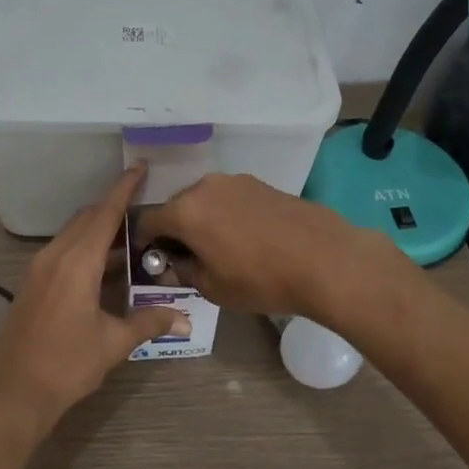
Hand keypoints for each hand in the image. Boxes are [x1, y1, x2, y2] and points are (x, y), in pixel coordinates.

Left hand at [0, 164, 188, 438]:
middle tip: (144, 210)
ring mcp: (38, 268)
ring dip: (98, 229)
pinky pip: (61, 250)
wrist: (13, 393)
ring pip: (72, 234)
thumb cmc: (66, 365)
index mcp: (77, 263)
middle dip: (113, 208)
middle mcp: (55, 256)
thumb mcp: (113, 343)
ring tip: (129, 239)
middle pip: (87, 218)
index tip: (139, 166)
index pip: (105, 214)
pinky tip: (102, 267)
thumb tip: (183, 318)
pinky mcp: (31, 282)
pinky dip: (84, 246)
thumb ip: (148, 323)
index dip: (124, 188)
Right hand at [137, 173, 402, 321]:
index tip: (149, 259)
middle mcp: (204, 187)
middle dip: (174, 230)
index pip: (147, 222)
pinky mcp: (260, 183)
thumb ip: (184, 272)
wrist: (325, 259)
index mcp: (185, 211)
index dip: (142, 242)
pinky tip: (245, 238)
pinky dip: (226, 215)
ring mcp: (235, 181)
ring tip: (219, 248)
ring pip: (204, 201)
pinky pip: (229, 199)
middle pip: (175, 207)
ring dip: (202, 221)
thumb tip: (172, 265)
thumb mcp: (214, 287)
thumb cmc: (262, 279)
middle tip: (186, 258)